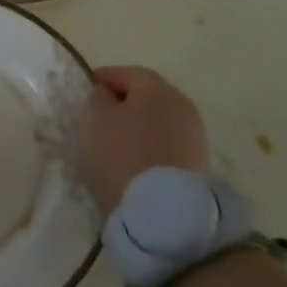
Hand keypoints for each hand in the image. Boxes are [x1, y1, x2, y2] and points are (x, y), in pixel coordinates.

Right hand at [80, 65, 209, 212]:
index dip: (104, 79)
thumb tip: (109, 94)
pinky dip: (153, 144)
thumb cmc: (121, 155)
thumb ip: (99, 98)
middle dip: (125, 101)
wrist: (162, 213)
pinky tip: (137, 159)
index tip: (87, 90)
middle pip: (148, 95)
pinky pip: (169, 142)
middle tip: (102, 115)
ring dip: (141, 124)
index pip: (126, 73)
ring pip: (160, 120)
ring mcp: (195, 135)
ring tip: (118, 141)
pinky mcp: (199, 162)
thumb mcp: (95, 119)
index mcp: (156, 88)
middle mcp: (182, 105)